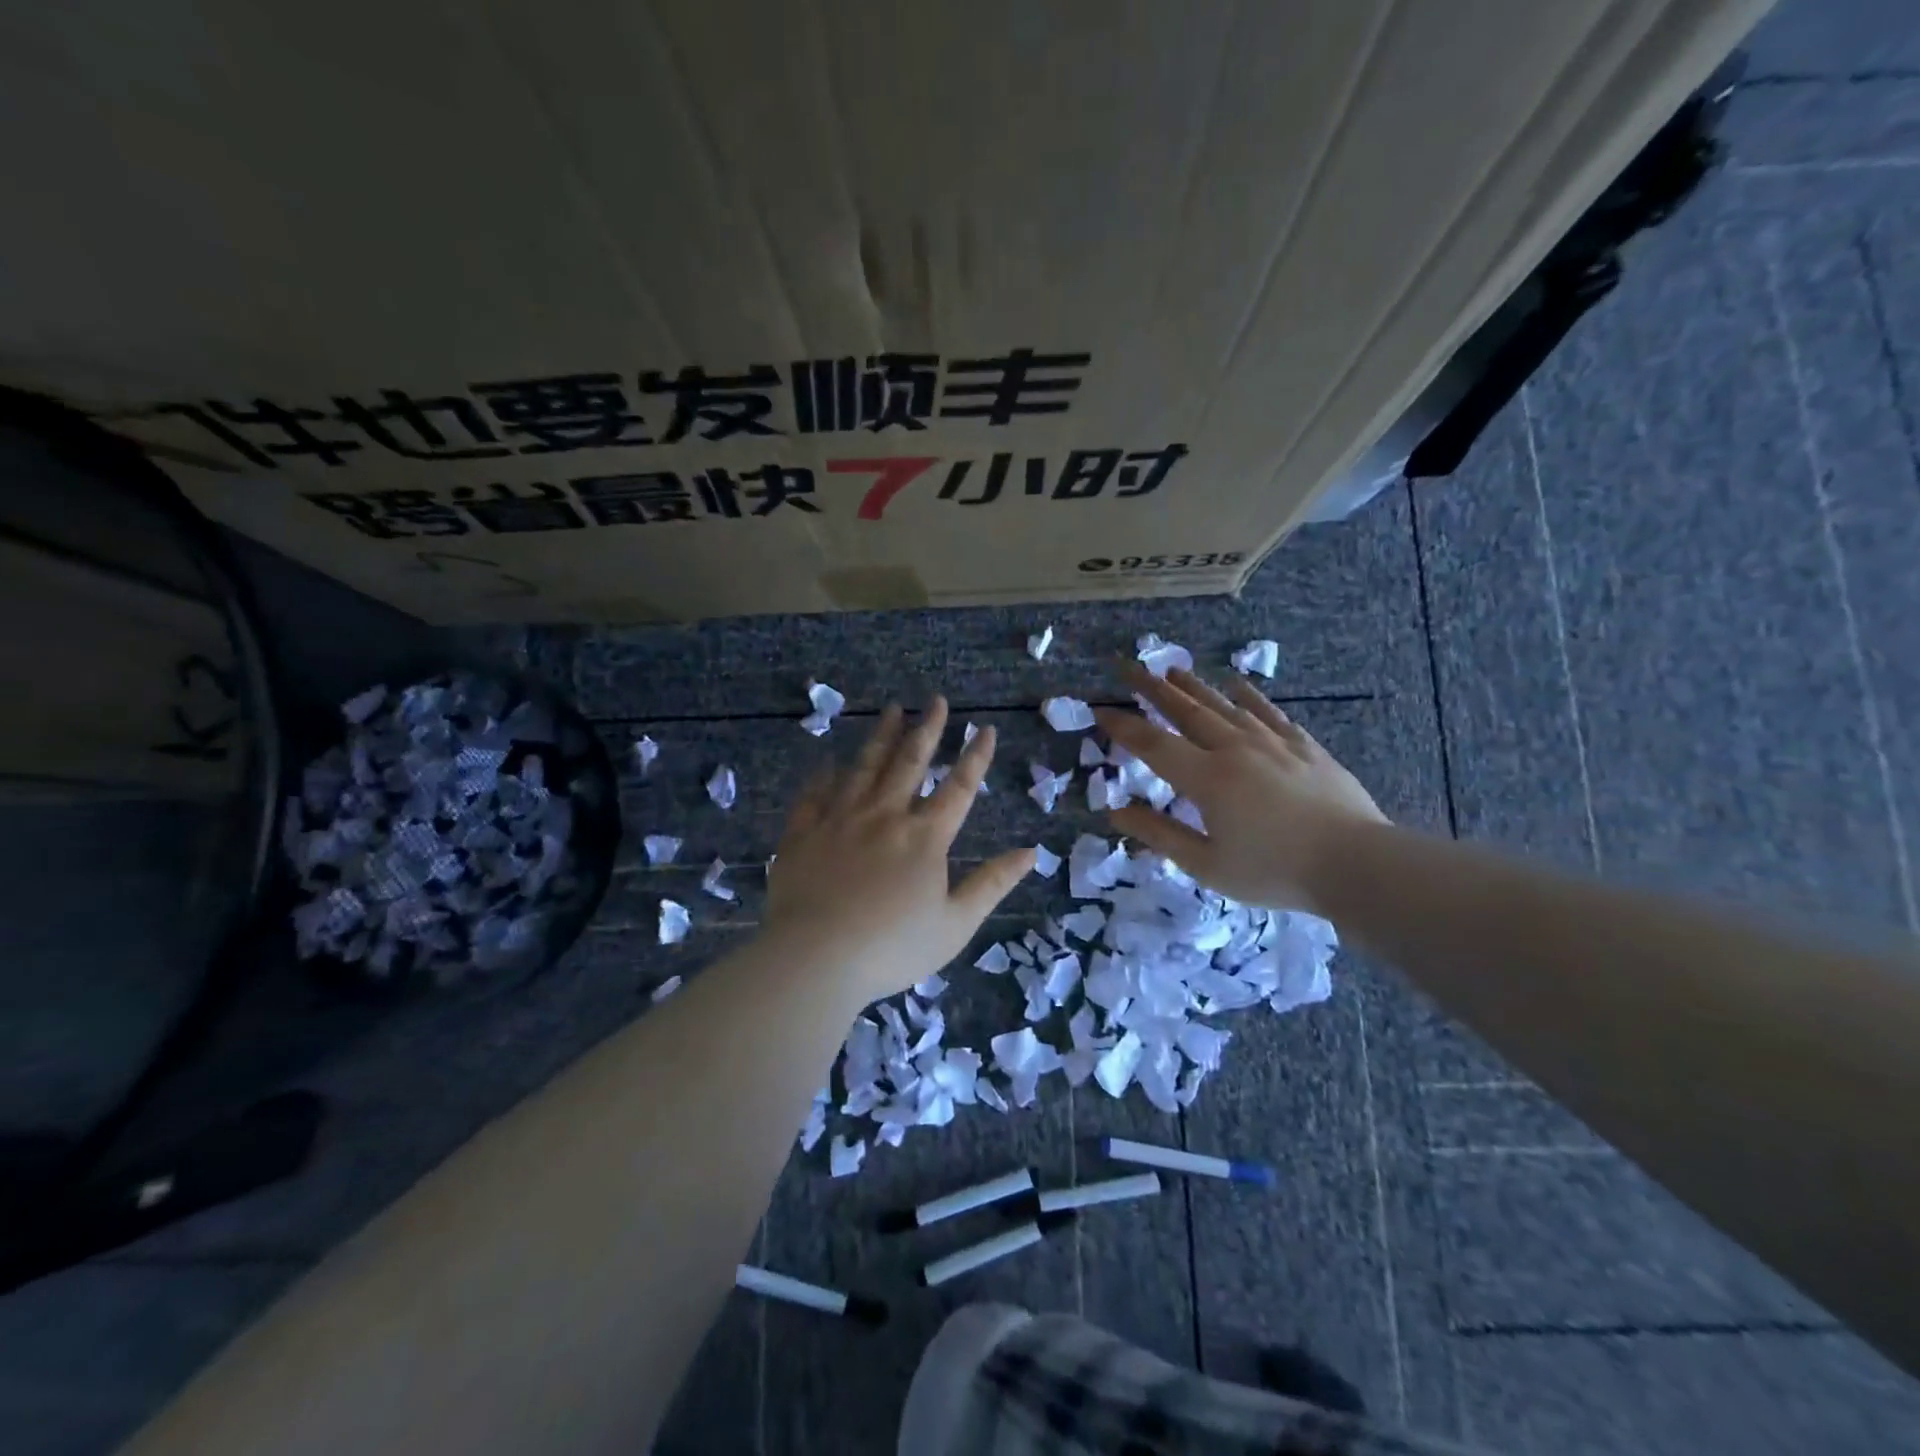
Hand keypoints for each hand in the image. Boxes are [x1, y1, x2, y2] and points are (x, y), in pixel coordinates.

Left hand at [764, 697, 1033, 1004]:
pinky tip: (828, 760)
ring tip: (890, 709)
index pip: (958, 788)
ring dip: (880, 736)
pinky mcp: (803, 833)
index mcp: (924, 837)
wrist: (816, 957)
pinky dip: (823, 774)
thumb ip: (992, 883)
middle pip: (909, 763)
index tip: (985, 729)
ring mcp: (840, 820)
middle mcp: (885, 816)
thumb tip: (1031, 852)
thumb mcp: (956, 924)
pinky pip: (814, 794)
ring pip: (863, 767)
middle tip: (935, 701)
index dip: (975, 757)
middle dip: (927, 729)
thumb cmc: (893, 947)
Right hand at [1095, 666, 1386, 912]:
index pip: (1153, 744)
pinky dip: (1249, 696)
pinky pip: (1270, 713)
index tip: (1099, 709)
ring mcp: (1272, 743)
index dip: (1123, 726)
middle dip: (1152, 688)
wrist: (1356, 863)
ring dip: (1194, 686)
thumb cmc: (1274, 871)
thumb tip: (1116, 813)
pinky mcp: (1304, 746)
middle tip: (1128, 666)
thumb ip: (1160, 835)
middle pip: (1186, 711)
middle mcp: (1234, 749)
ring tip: (1171, 670)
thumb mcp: (1207, 865)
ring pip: (1224, 705)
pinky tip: (1238, 684)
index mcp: (1206, 778)